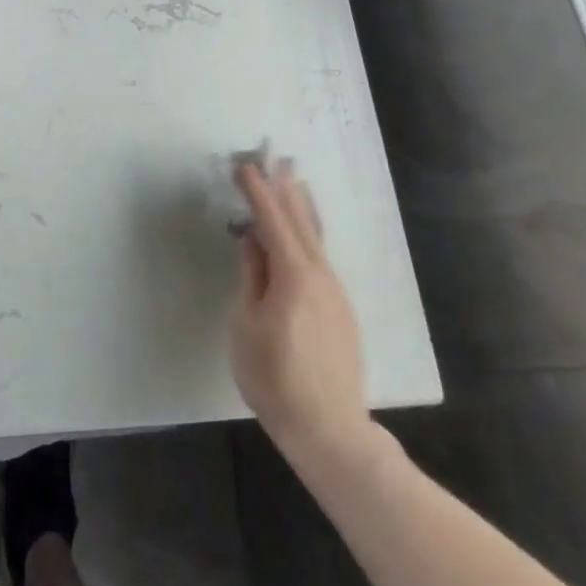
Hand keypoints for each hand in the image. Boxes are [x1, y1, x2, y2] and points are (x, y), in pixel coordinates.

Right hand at [231, 159, 368, 457]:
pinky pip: (321, 256)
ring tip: (295, 179)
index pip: (272, 221)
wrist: (329, 427)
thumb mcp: (246, 325)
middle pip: (300, 221)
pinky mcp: (340, 308)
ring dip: (302, 206)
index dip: (258, 191)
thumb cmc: (274, 378)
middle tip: (273, 157)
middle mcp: (320, 274)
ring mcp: (335, 291)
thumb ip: (251, 277)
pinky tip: (304, 232)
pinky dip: (309, 232)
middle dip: (284, 188)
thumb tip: (252, 239)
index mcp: (293, 275)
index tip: (244, 165)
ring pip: (316, 237)